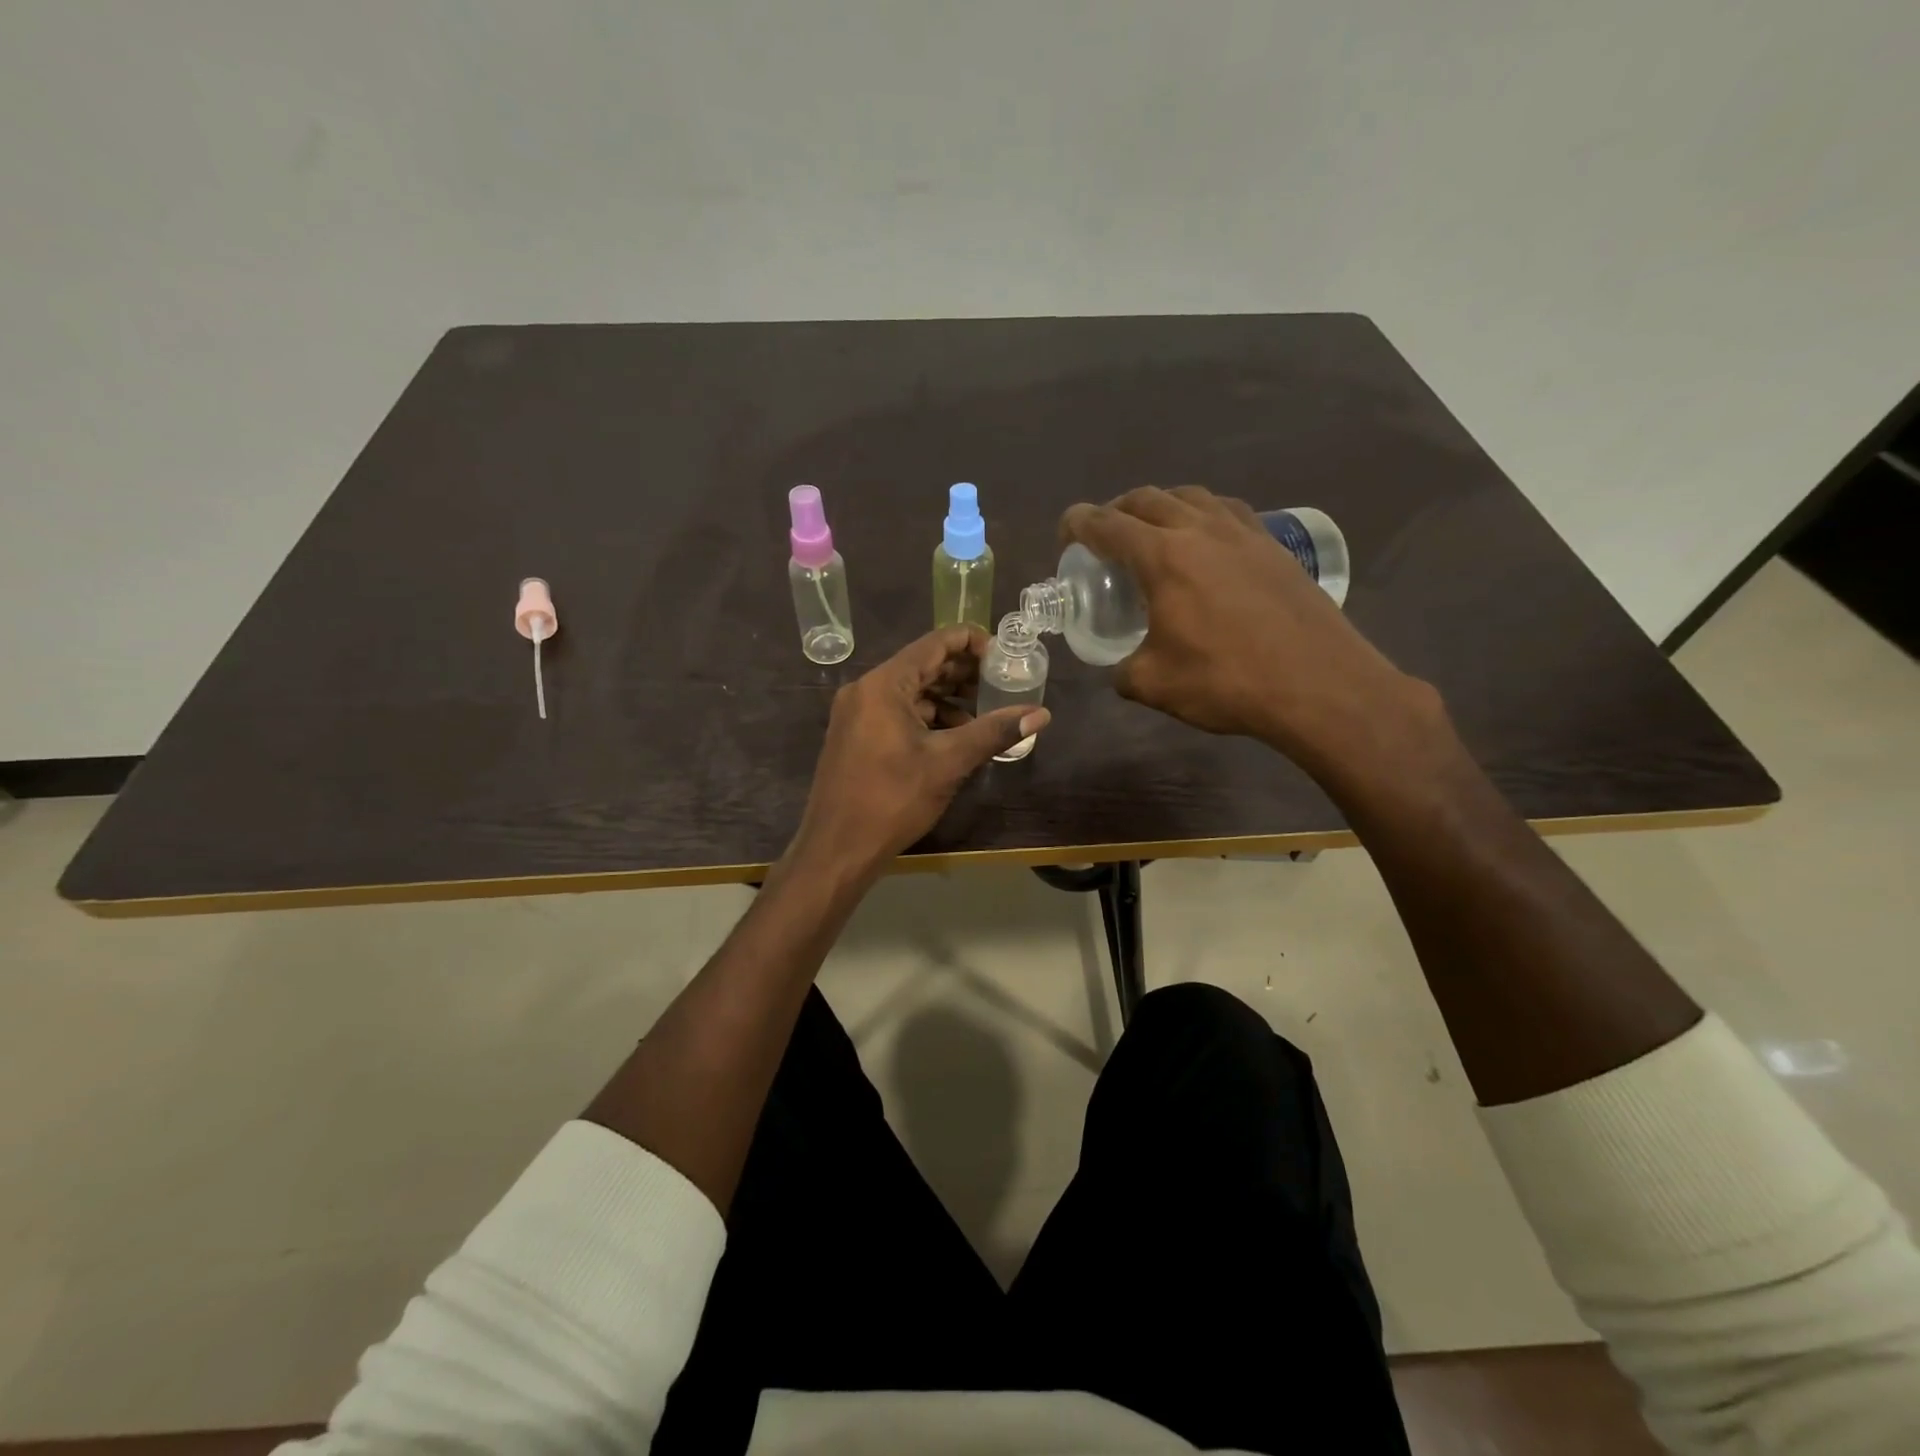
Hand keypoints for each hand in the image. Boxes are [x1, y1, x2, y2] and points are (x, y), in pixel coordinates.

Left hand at [791, 626, 1050, 874]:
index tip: (1006, 656)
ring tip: (986, 712)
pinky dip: (928, 717)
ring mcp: (857, 713)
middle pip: (923, 665)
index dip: (974, 643)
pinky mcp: (857, 735)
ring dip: (948, 698)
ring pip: (911, 691)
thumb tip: (1042, 713)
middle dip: (965, 673)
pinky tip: (956, 735)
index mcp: (884, 684)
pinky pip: (898, 712)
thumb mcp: (948, 763)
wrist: (837, 849)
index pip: (935, 643)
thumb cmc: (892, 799)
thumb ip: (994, 732)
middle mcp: (866, 689)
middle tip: (1003, 684)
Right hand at [1060, 486, 1432, 775]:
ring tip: (1154, 532)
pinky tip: (1206, 543)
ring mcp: (1244, 533)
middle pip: (1148, 499)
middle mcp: (1201, 530)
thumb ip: (1124, 671)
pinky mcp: (1275, 546)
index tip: (1065, 532)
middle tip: (1105, 537)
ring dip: (1162, 506)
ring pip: (1192, 496)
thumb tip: (1122, 668)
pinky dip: (1203, 516)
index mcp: (1164, 557)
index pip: (1108, 525)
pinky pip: (1228, 512)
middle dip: (1117, 510)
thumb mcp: (1155, 685)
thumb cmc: (1228, 682)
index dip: (1078, 523)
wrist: (1320, 685)